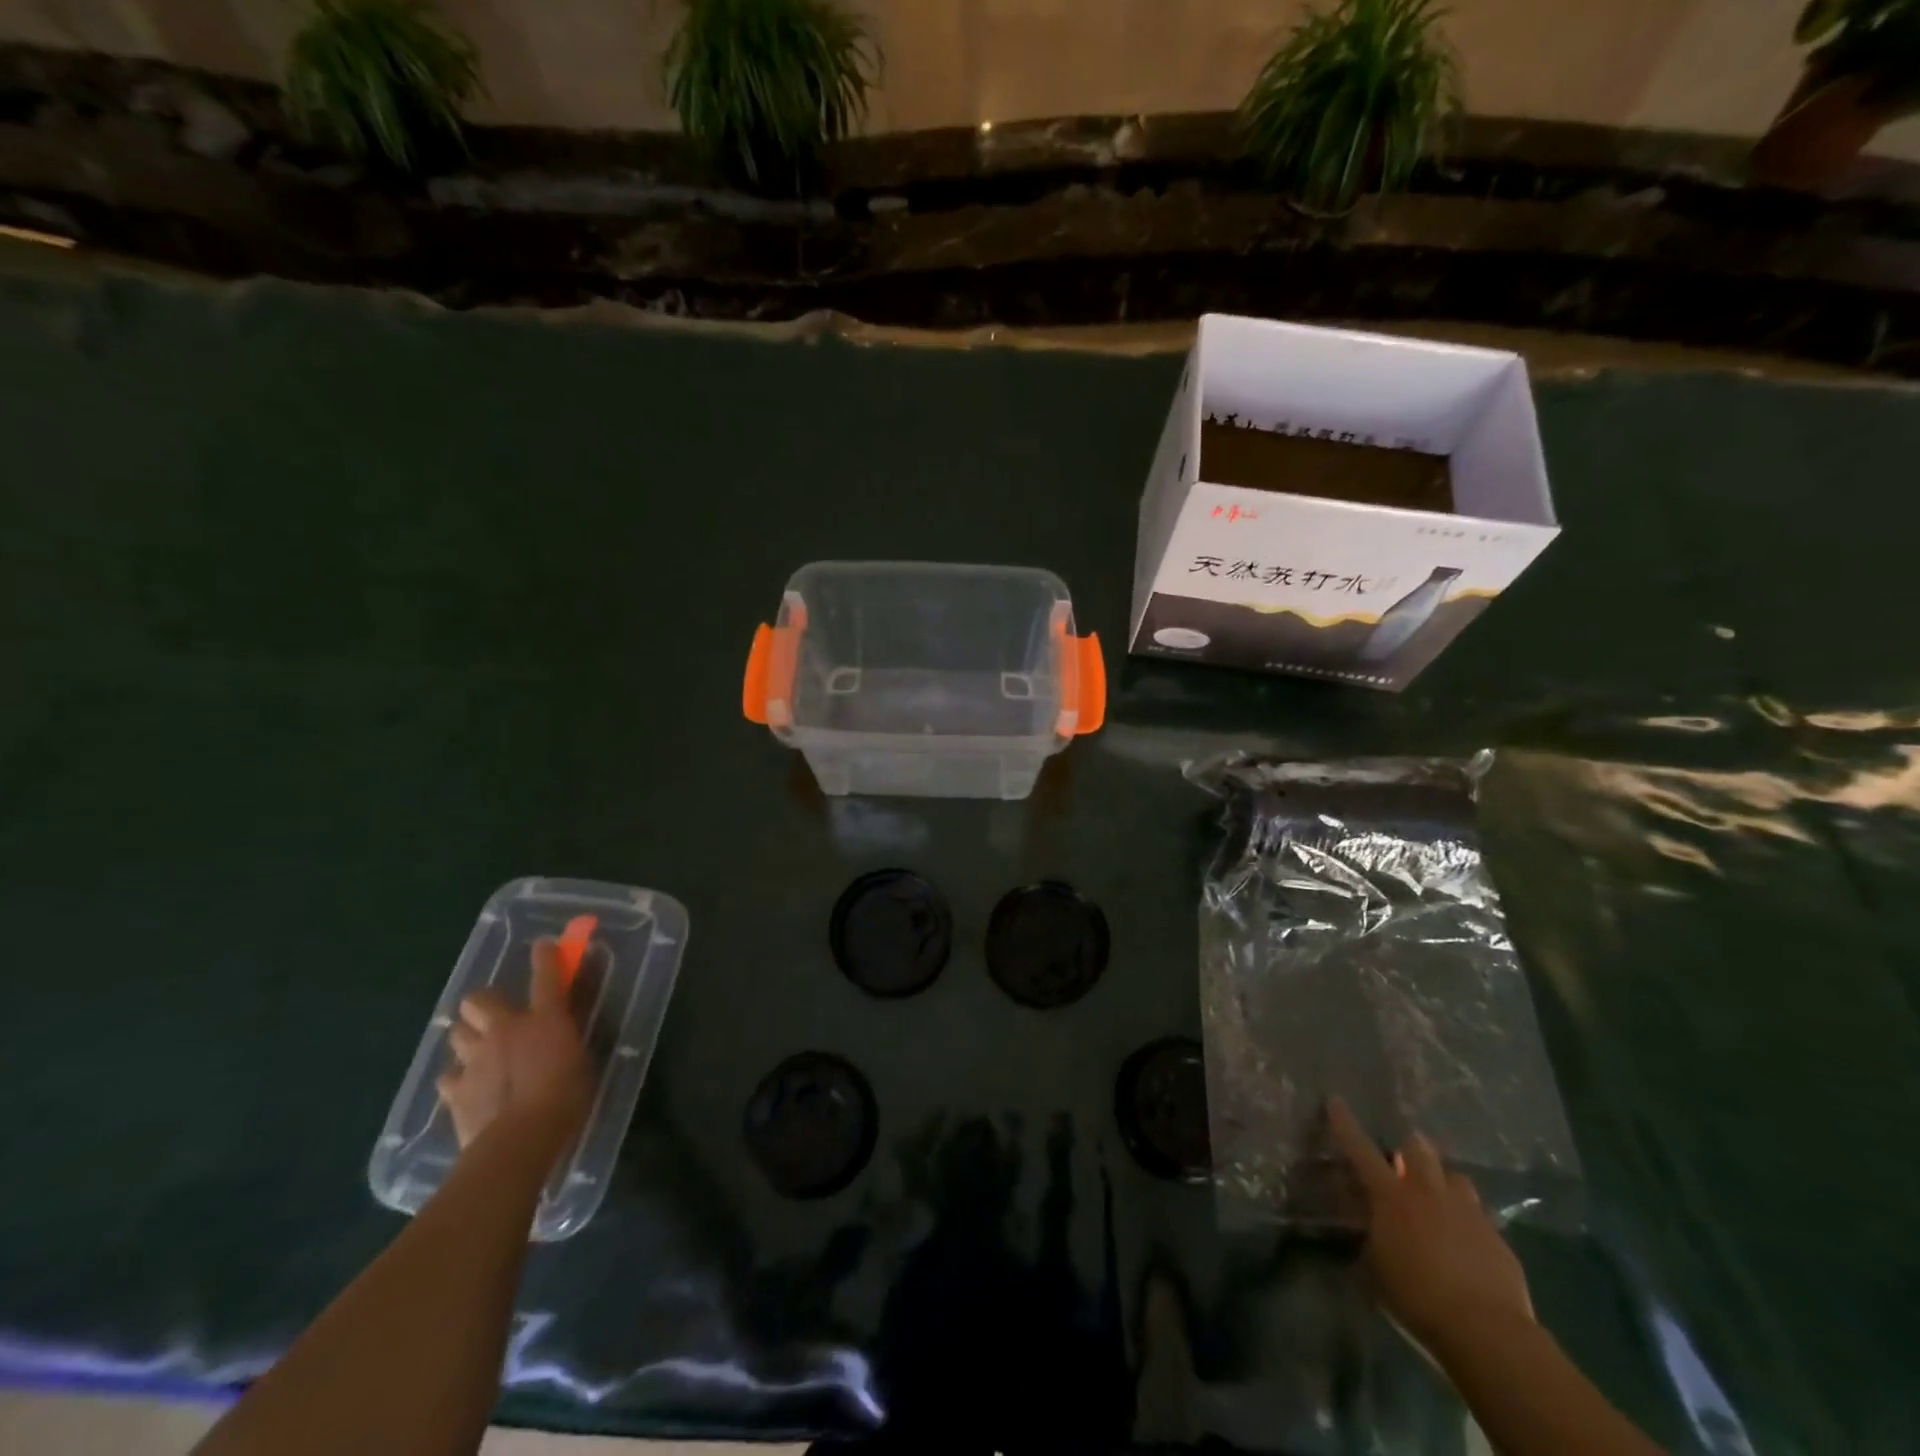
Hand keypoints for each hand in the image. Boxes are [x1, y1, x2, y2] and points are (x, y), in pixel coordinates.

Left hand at [437, 939, 592, 1150]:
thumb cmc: (565, 1098)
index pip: (546, 976)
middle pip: (478, 1000)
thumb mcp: (581, 1062)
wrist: (519, 1140)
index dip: (546, 956)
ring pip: (457, 1033)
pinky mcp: (455, 1090)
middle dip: (483, 1004)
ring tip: (479, 1051)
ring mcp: (475, 1059)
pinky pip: (449, 1076)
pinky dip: (457, 1079)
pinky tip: (468, 1088)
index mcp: (545, 1019)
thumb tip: (564, 1037)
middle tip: (495, 1017)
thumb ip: (568, 1043)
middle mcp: (505, 1030)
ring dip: (468, 1037)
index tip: (544, 945)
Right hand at [1327, 1097, 1534, 1352]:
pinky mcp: (1498, 1239)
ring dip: (1445, 1183)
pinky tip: (1467, 1244)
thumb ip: (1373, 1238)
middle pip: (1419, 1150)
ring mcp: (1468, 1213)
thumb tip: (1372, 1229)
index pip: (1361, 1150)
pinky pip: (1480, 1217)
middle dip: (1411, 1148)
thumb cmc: (1417, 1295)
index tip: (1335, 1101)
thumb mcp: (1377, 1267)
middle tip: (1405, 1158)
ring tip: (1441, 1199)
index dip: (1345, 1124)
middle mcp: (1429, 1193)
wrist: (1486, 1330)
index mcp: (1391, 1197)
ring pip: (1456, 1178)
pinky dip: (1469, 1223)